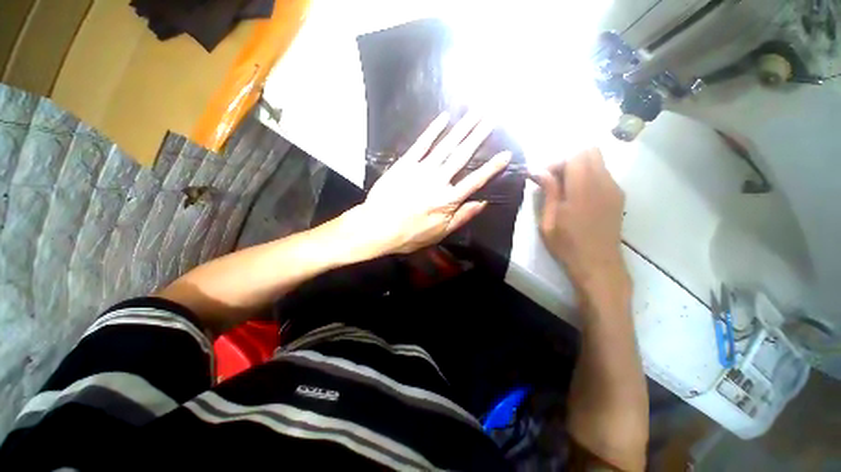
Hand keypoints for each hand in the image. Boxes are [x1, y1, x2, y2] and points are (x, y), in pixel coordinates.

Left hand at [348, 112, 510, 255]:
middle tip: (493, 117)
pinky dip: (432, 130)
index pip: (475, 181)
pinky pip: (421, 144)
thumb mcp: (440, 233)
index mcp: (448, 200)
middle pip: (462, 156)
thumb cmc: (409, 235)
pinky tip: (444, 117)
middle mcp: (438, 181)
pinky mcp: (405, 164)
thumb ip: (462, 217)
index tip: (506, 153)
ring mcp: (421, 169)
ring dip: (462, 127)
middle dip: (479, 136)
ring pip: (446, 146)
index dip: (492, 168)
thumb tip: (483, 203)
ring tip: (476, 112)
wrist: (377, 227)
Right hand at [532, 148, 628, 289]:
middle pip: (590, 151)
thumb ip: (549, 191)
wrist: (598, 264)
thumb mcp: (548, 220)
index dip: (556, 161)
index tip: (542, 177)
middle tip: (553, 179)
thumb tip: (538, 170)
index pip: (575, 154)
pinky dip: (587, 177)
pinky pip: (602, 174)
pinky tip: (577, 197)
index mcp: (583, 188)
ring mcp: (614, 188)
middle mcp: (603, 182)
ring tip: (563, 190)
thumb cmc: (567, 244)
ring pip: (597, 162)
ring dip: (578, 168)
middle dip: (568, 160)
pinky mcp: (618, 196)